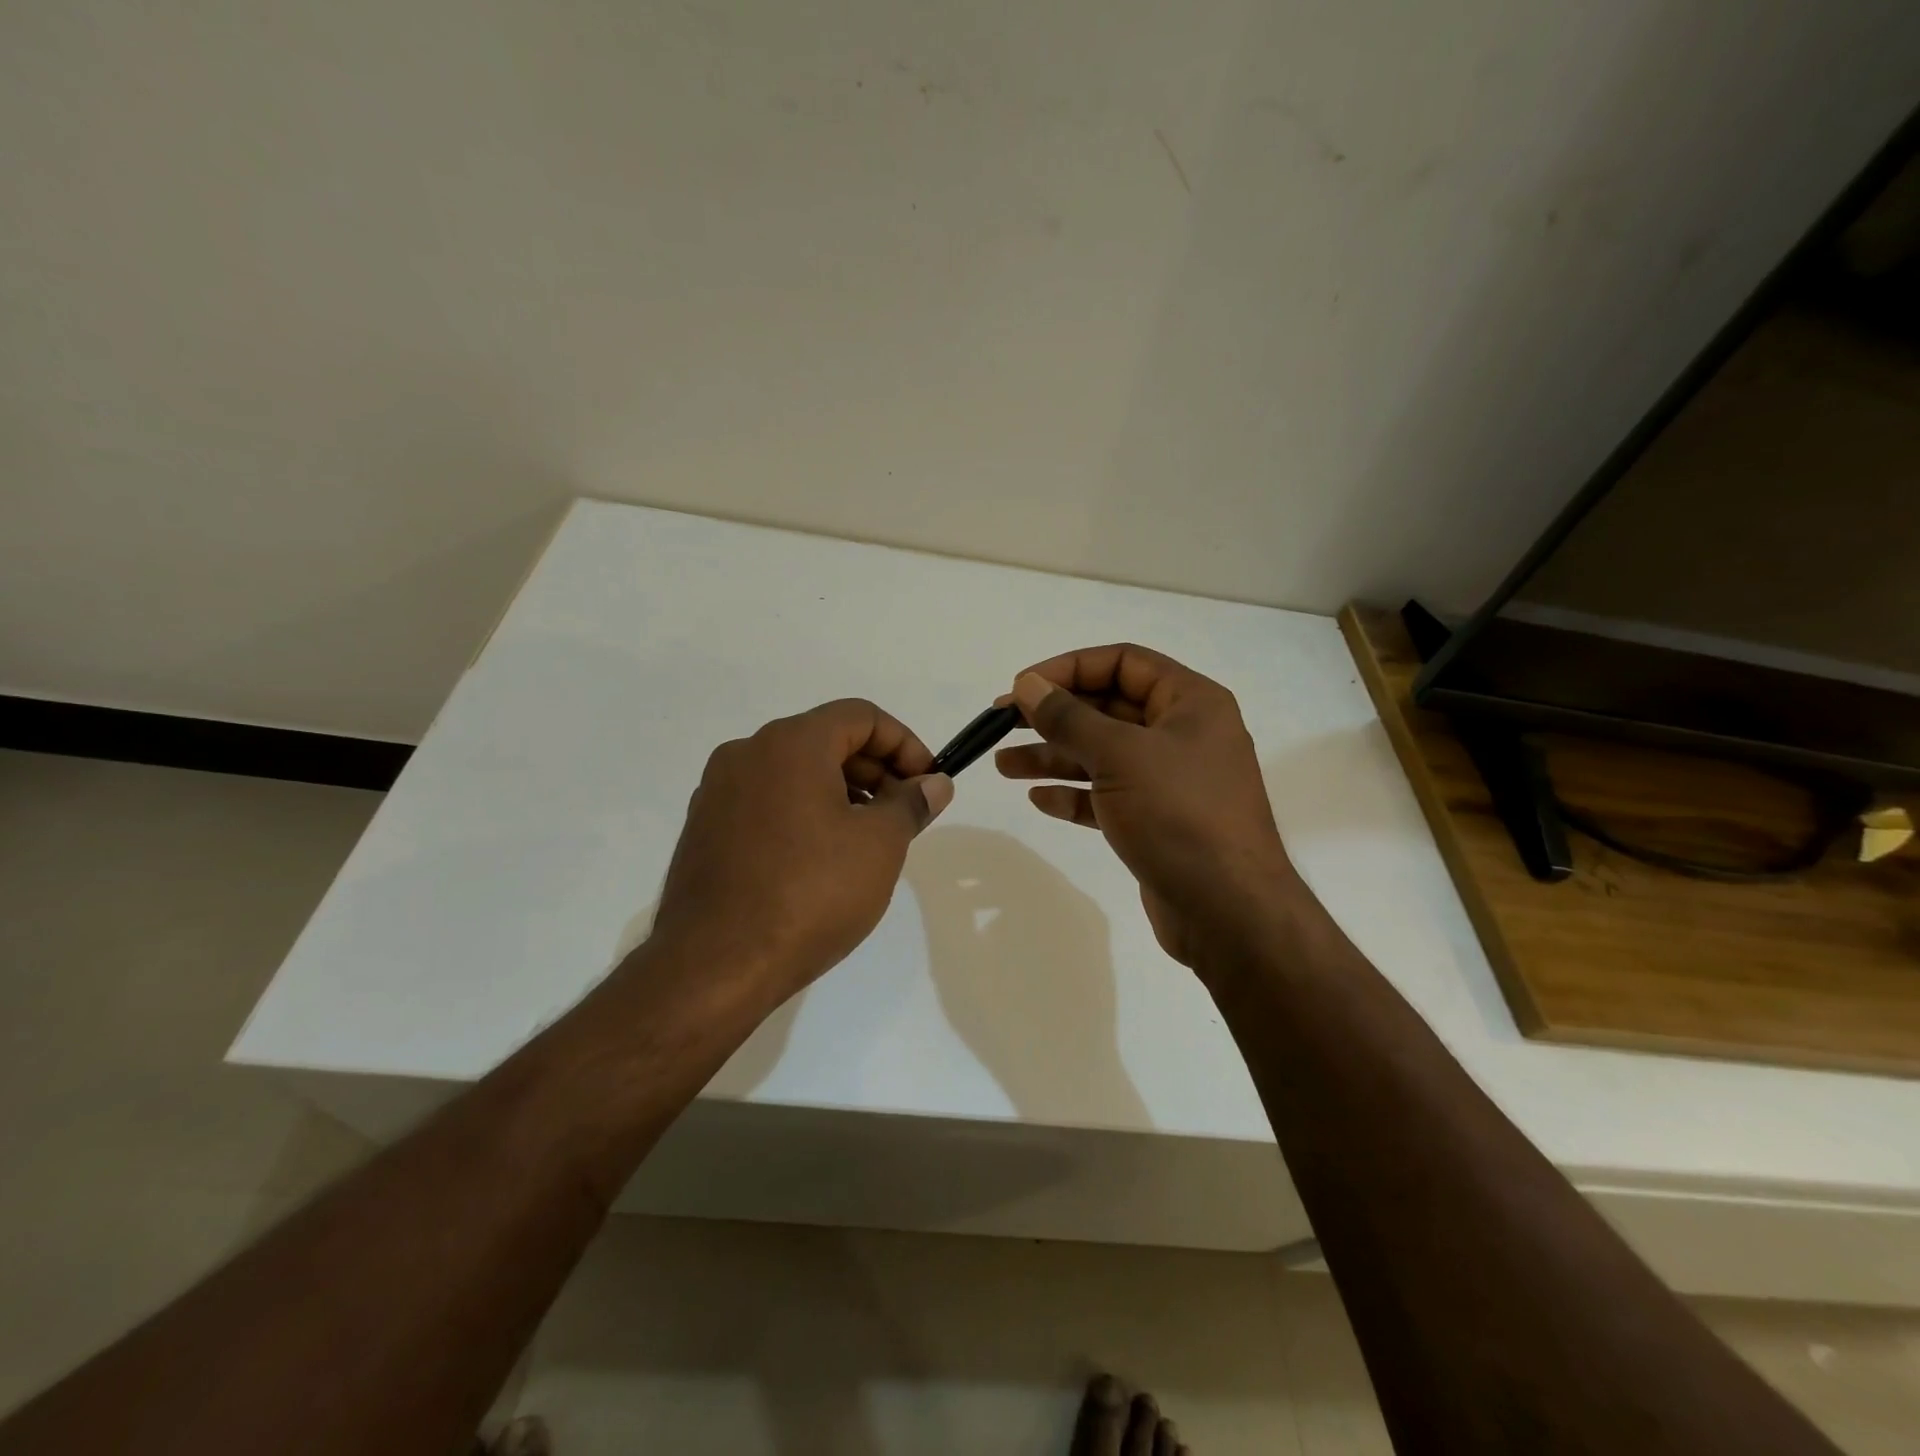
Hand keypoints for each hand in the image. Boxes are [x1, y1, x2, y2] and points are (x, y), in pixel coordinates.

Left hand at [649, 700, 952, 1004]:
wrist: (715, 966)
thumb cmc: (810, 894)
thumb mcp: (880, 845)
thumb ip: (912, 803)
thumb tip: (933, 784)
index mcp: (790, 743)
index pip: (861, 716)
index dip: (905, 744)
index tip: (926, 784)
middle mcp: (747, 752)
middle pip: (826, 739)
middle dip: (875, 770)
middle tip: (904, 815)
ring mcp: (718, 791)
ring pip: (795, 772)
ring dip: (841, 792)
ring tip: (867, 841)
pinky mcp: (705, 828)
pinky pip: (767, 801)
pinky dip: (804, 812)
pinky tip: (821, 860)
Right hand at [995, 644, 1297, 970]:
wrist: (1228, 912)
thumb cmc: (1179, 815)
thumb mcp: (1120, 756)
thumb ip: (1069, 718)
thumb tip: (1027, 685)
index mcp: (1191, 702)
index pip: (1122, 662)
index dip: (1068, 668)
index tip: (1022, 687)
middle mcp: (1182, 734)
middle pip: (1108, 709)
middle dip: (1053, 716)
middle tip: (1000, 724)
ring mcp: (1170, 781)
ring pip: (1102, 755)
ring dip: (1053, 757)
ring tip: (1003, 765)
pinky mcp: (1157, 821)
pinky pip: (1108, 796)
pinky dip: (1074, 794)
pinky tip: (1039, 799)